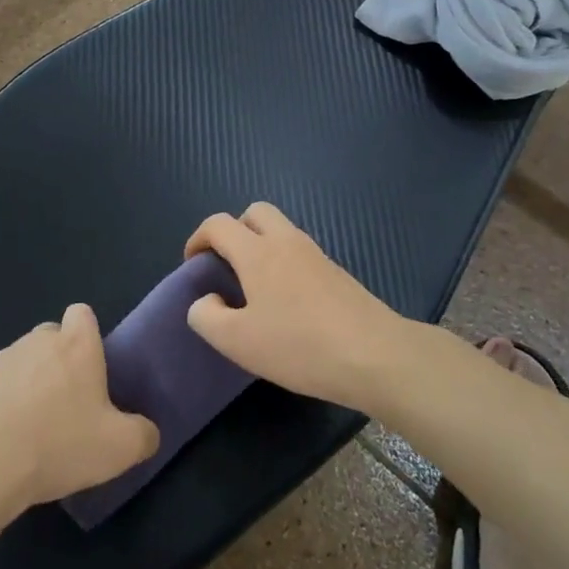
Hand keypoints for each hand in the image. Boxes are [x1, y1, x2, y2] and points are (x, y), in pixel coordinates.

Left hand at [0, 304, 159, 514]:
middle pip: (51, 337)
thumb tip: (146, 431)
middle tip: (65, 406)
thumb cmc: (58, 446)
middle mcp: (37, 342)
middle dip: (58, 361)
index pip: (82, 314)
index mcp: (76, 347)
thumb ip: (143, 435)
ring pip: (21, 361)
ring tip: (29, 430)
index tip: (90, 369)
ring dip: (28, 384)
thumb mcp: (120, 449)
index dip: (87, 335)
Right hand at [184, 202, 415, 412]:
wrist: (375, 356)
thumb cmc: (299, 346)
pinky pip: (301, 254)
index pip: (218, 224)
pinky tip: (287, 305)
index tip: (193, 266)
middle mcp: (287, 242)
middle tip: (226, 266)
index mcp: (258, 252)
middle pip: (255, 213)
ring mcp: (317, 256)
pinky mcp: (338, 274)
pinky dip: (285, 264)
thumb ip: (206, 317)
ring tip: (254, 290)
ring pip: (282, 232)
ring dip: (261, 247)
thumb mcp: (237, 342)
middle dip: (234, 231)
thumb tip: (205, 301)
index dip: (197, 239)